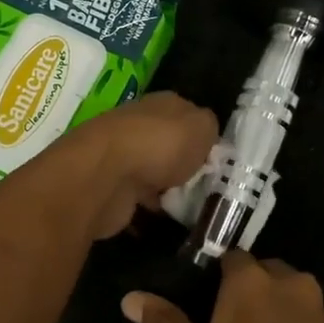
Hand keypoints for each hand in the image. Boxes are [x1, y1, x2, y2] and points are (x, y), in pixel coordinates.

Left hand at [57, 91, 219, 239]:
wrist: (105, 176)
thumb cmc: (160, 145)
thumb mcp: (201, 127)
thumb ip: (209, 128)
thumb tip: (205, 134)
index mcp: (161, 104)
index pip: (186, 115)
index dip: (202, 136)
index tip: (217, 160)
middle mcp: (139, 125)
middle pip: (168, 144)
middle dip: (184, 164)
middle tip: (208, 186)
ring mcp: (122, 157)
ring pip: (153, 171)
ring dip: (167, 187)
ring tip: (191, 207)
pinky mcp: (111, 186)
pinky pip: (138, 196)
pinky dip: (149, 207)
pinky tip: (166, 218)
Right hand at [122, 251, 323, 322]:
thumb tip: (130, 298)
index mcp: (249, 283)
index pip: (231, 258)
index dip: (217, 278)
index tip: (205, 303)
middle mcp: (290, 285)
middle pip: (266, 274)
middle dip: (251, 293)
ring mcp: (323, 312)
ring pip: (294, 299)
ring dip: (279, 314)